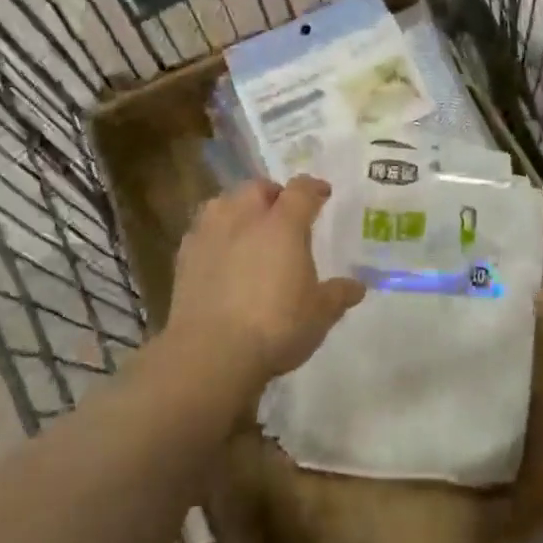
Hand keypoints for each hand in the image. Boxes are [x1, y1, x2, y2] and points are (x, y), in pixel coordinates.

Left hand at [164, 177, 364, 396]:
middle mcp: (245, 216)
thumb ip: (338, 295)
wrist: (210, 353)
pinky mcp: (184, 254)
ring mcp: (210, 232)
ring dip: (239, 209)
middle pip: (259, 188)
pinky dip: (215, 235)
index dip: (314, 188)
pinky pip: (203, 230)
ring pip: (225, 202)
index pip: (301, 189)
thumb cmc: (275, 327)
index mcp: (283, 222)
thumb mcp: (318, 314)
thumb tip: (358, 286)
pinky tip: (221, 255)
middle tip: (283, 215)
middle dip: (273, 195)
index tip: (323, 194)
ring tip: (248, 230)